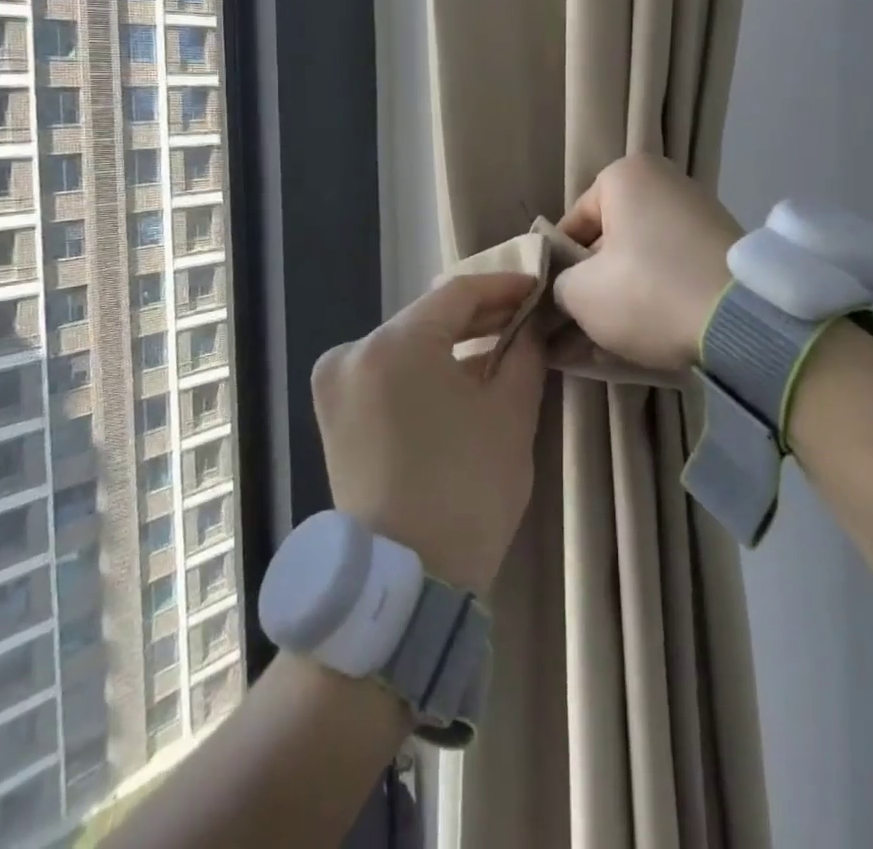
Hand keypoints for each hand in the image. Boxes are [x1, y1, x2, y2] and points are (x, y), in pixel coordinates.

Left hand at [311, 273, 545, 594]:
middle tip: (526, 316)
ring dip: (453, 342)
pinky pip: (388, 371)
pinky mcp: (333, 413)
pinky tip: (461, 375)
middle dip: (480, 316)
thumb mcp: (510, 414)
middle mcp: (353, 351)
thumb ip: (524, 352)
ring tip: (500, 344)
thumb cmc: (466, 491)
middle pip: (428, 317)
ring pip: (407, 343)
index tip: (538, 288)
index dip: (503, 287)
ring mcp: (336, 383)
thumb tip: (531, 324)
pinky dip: (425, 368)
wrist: (403, 585)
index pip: (458, 294)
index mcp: (393, 344)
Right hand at [553, 154, 740, 373]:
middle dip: (591, 289)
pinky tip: (640, 343)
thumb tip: (566, 290)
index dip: (558, 271)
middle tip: (574, 333)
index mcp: (627, 176)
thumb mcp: (581, 293)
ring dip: (620, 302)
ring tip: (601, 349)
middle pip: (609, 243)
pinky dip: (655, 301)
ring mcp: (699, 215)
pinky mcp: (723, 250)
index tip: (553, 308)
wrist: (743, 320)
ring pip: (641, 263)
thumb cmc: (648, 291)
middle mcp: (665, 183)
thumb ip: (559, 284)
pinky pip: (673, 273)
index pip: (572, 225)